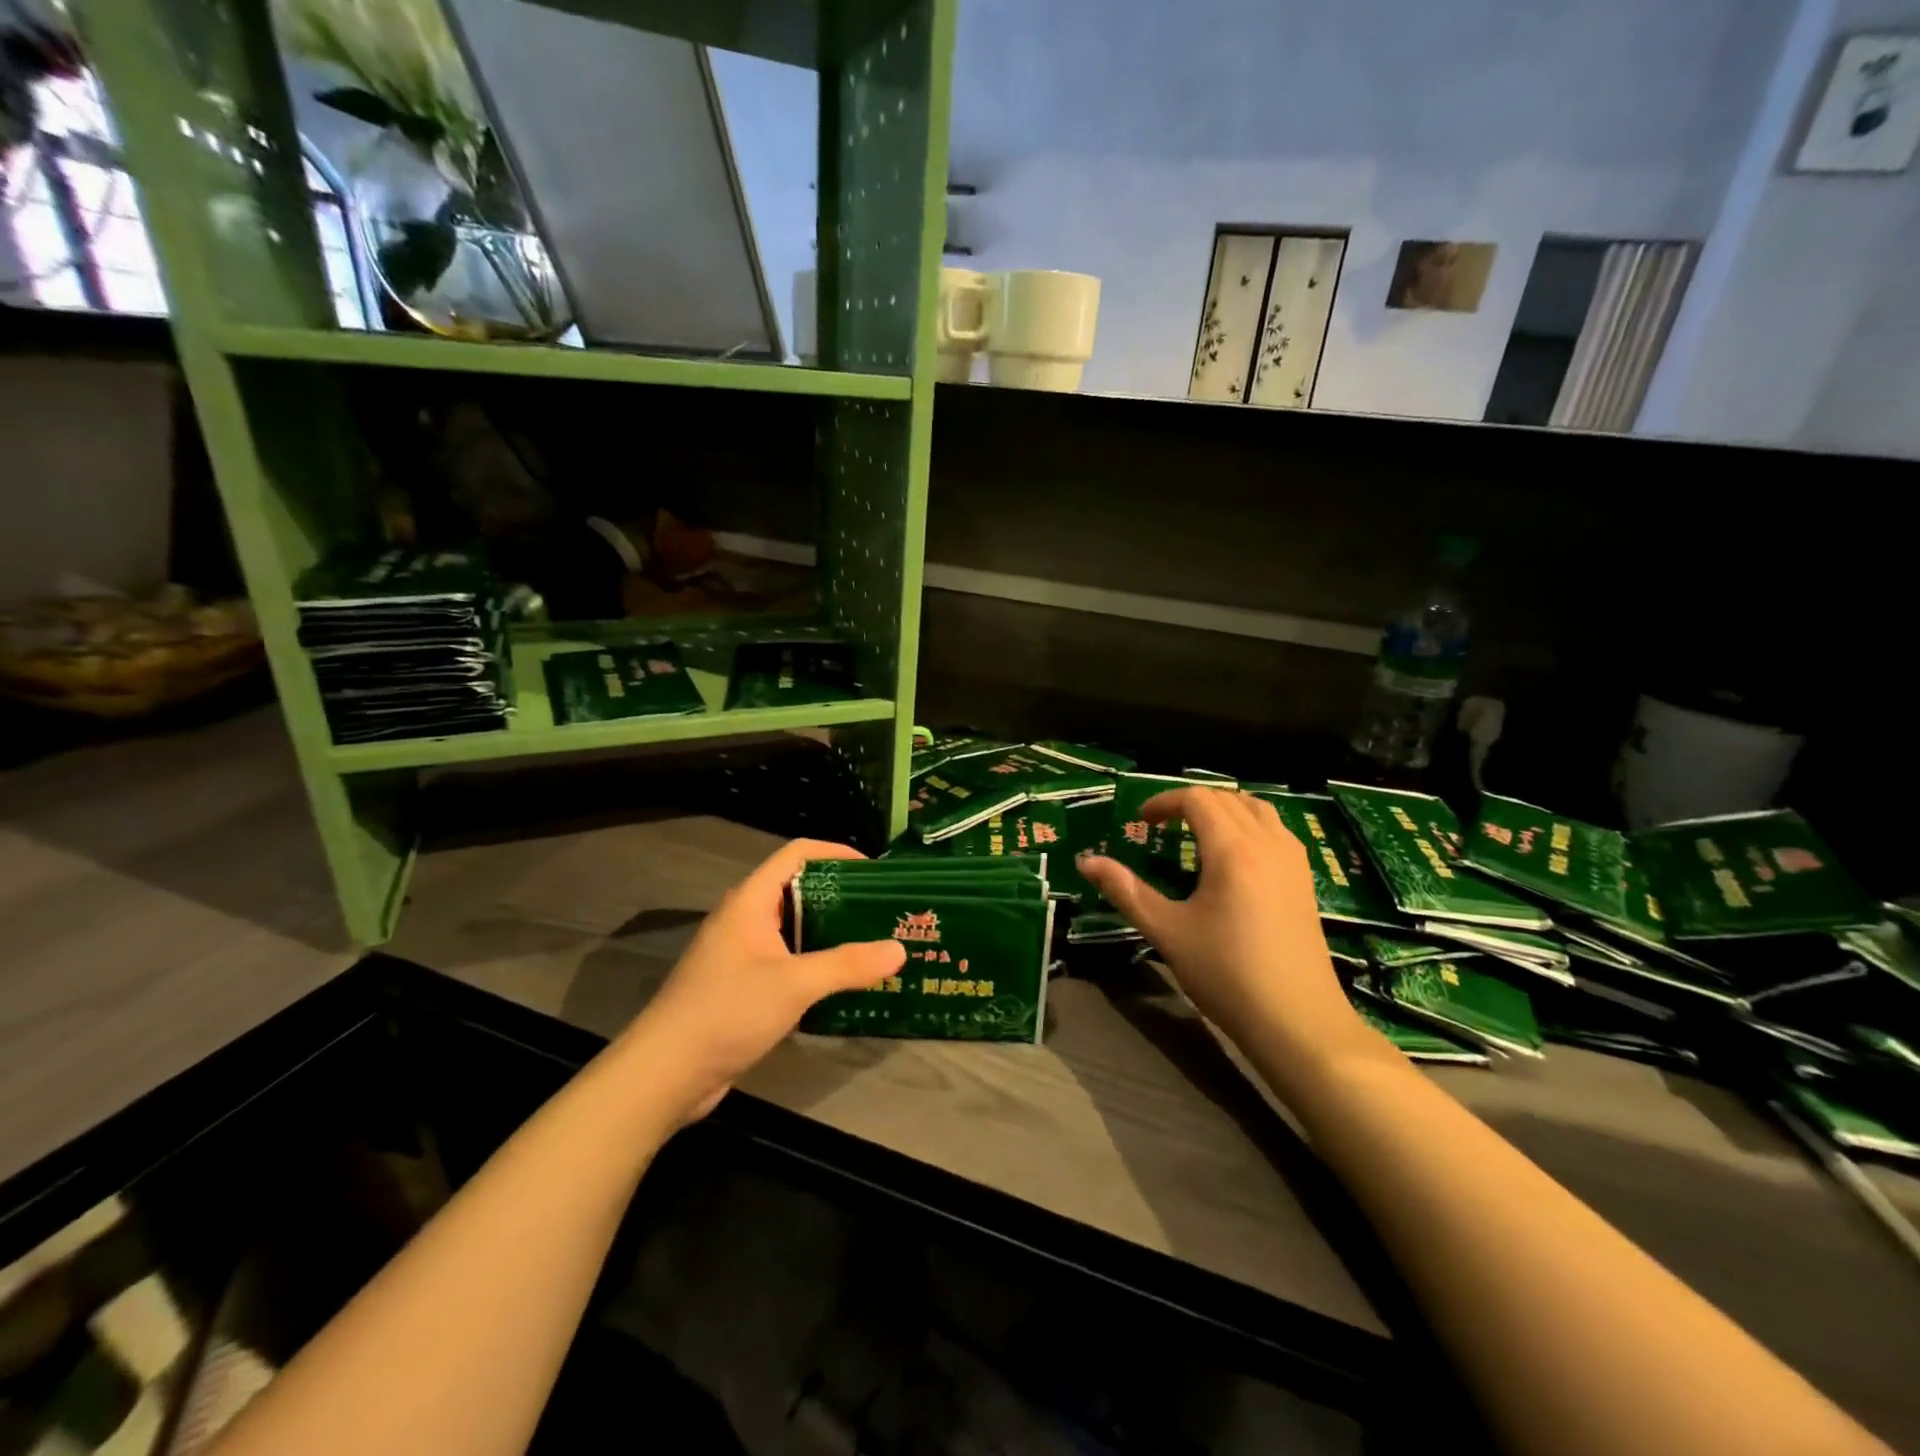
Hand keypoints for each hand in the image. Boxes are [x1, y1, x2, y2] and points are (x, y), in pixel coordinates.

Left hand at [623, 838, 906, 1122]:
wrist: (664, 1074)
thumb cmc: (726, 1012)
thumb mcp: (794, 984)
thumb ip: (847, 965)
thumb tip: (899, 949)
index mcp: (750, 901)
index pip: (797, 854)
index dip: (836, 853)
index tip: (876, 872)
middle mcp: (744, 919)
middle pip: (799, 890)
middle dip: (842, 897)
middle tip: (883, 912)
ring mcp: (742, 954)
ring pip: (795, 929)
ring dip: (832, 933)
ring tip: (874, 944)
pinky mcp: (743, 986)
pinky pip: (788, 961)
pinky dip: (816, 964)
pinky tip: (844, 982)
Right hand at [1078, 789, 1360, 1062]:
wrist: (1297, 1022)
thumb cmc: (1226, 974)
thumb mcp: (1167, 932)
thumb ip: (1126, 891)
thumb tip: (1086, 862)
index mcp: (1232, 850)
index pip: (1197, 799)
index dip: (1165, 801)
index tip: (1142, 821)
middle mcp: (1267, 843)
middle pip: (1228, 798)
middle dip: (1191, 803)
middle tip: (1164, 827)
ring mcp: (1293, 861)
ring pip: (1258, 809)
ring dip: (1225, 809)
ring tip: (1199, 833)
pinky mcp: (1306, 881)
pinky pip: (1277, 831)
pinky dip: (1251, 825)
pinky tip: (1236, 859)